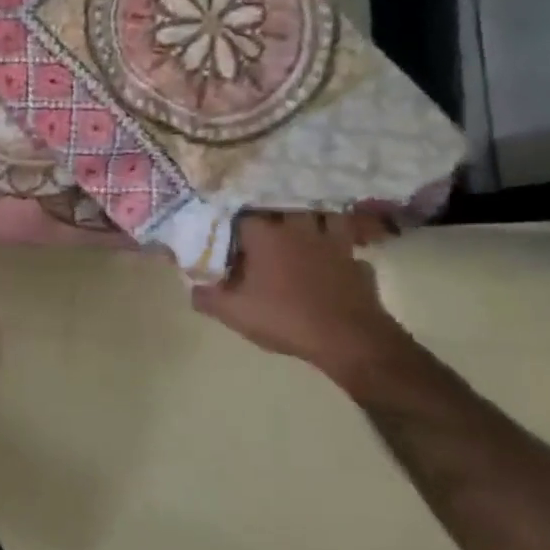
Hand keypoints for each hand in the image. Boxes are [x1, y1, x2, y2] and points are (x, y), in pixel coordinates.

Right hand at [191, 212, 411, 377]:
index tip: (222, 236)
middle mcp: (299, 230)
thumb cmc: (285, 318)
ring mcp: (334, 244)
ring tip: (300, 233)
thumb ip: (206, 295)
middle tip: (260, 231)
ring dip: (311, 221)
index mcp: (266, 235)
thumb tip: (192, 285)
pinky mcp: (357, 263)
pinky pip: (346, 247)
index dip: (229, 225)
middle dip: (271, 216)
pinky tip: (330, 262)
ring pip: (323, 217)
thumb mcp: (232, 312)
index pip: (240, 215)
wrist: (350, 340)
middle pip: (283, 208)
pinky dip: (337, 251)